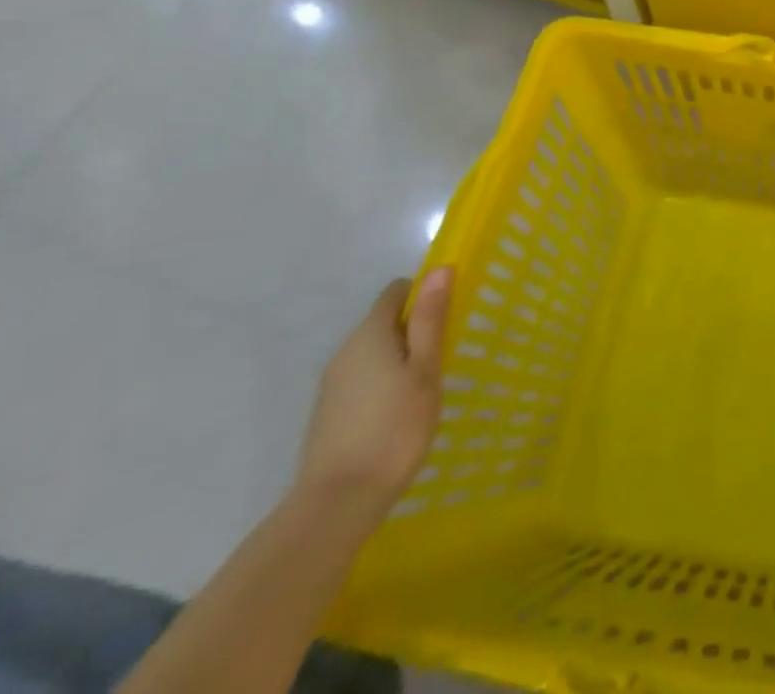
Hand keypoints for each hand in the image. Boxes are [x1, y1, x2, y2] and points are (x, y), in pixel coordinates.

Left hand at [296, 268, 452, 519]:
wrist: (336, 504)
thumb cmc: (394, 428)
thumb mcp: (425, 369)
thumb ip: (430, 319)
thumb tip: (439, 269)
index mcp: (369, 334)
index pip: (396, 292)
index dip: (424, 294)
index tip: (447, 318)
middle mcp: (345, 351)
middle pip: (384, 321)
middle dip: (414, 329)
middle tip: (443, 356)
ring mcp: (332, 384)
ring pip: (373, 352)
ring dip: (399, 358)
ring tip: (424, 388)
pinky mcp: (327, 412)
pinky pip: (362, 379)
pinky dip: (383, 383)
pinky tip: (398, 413)